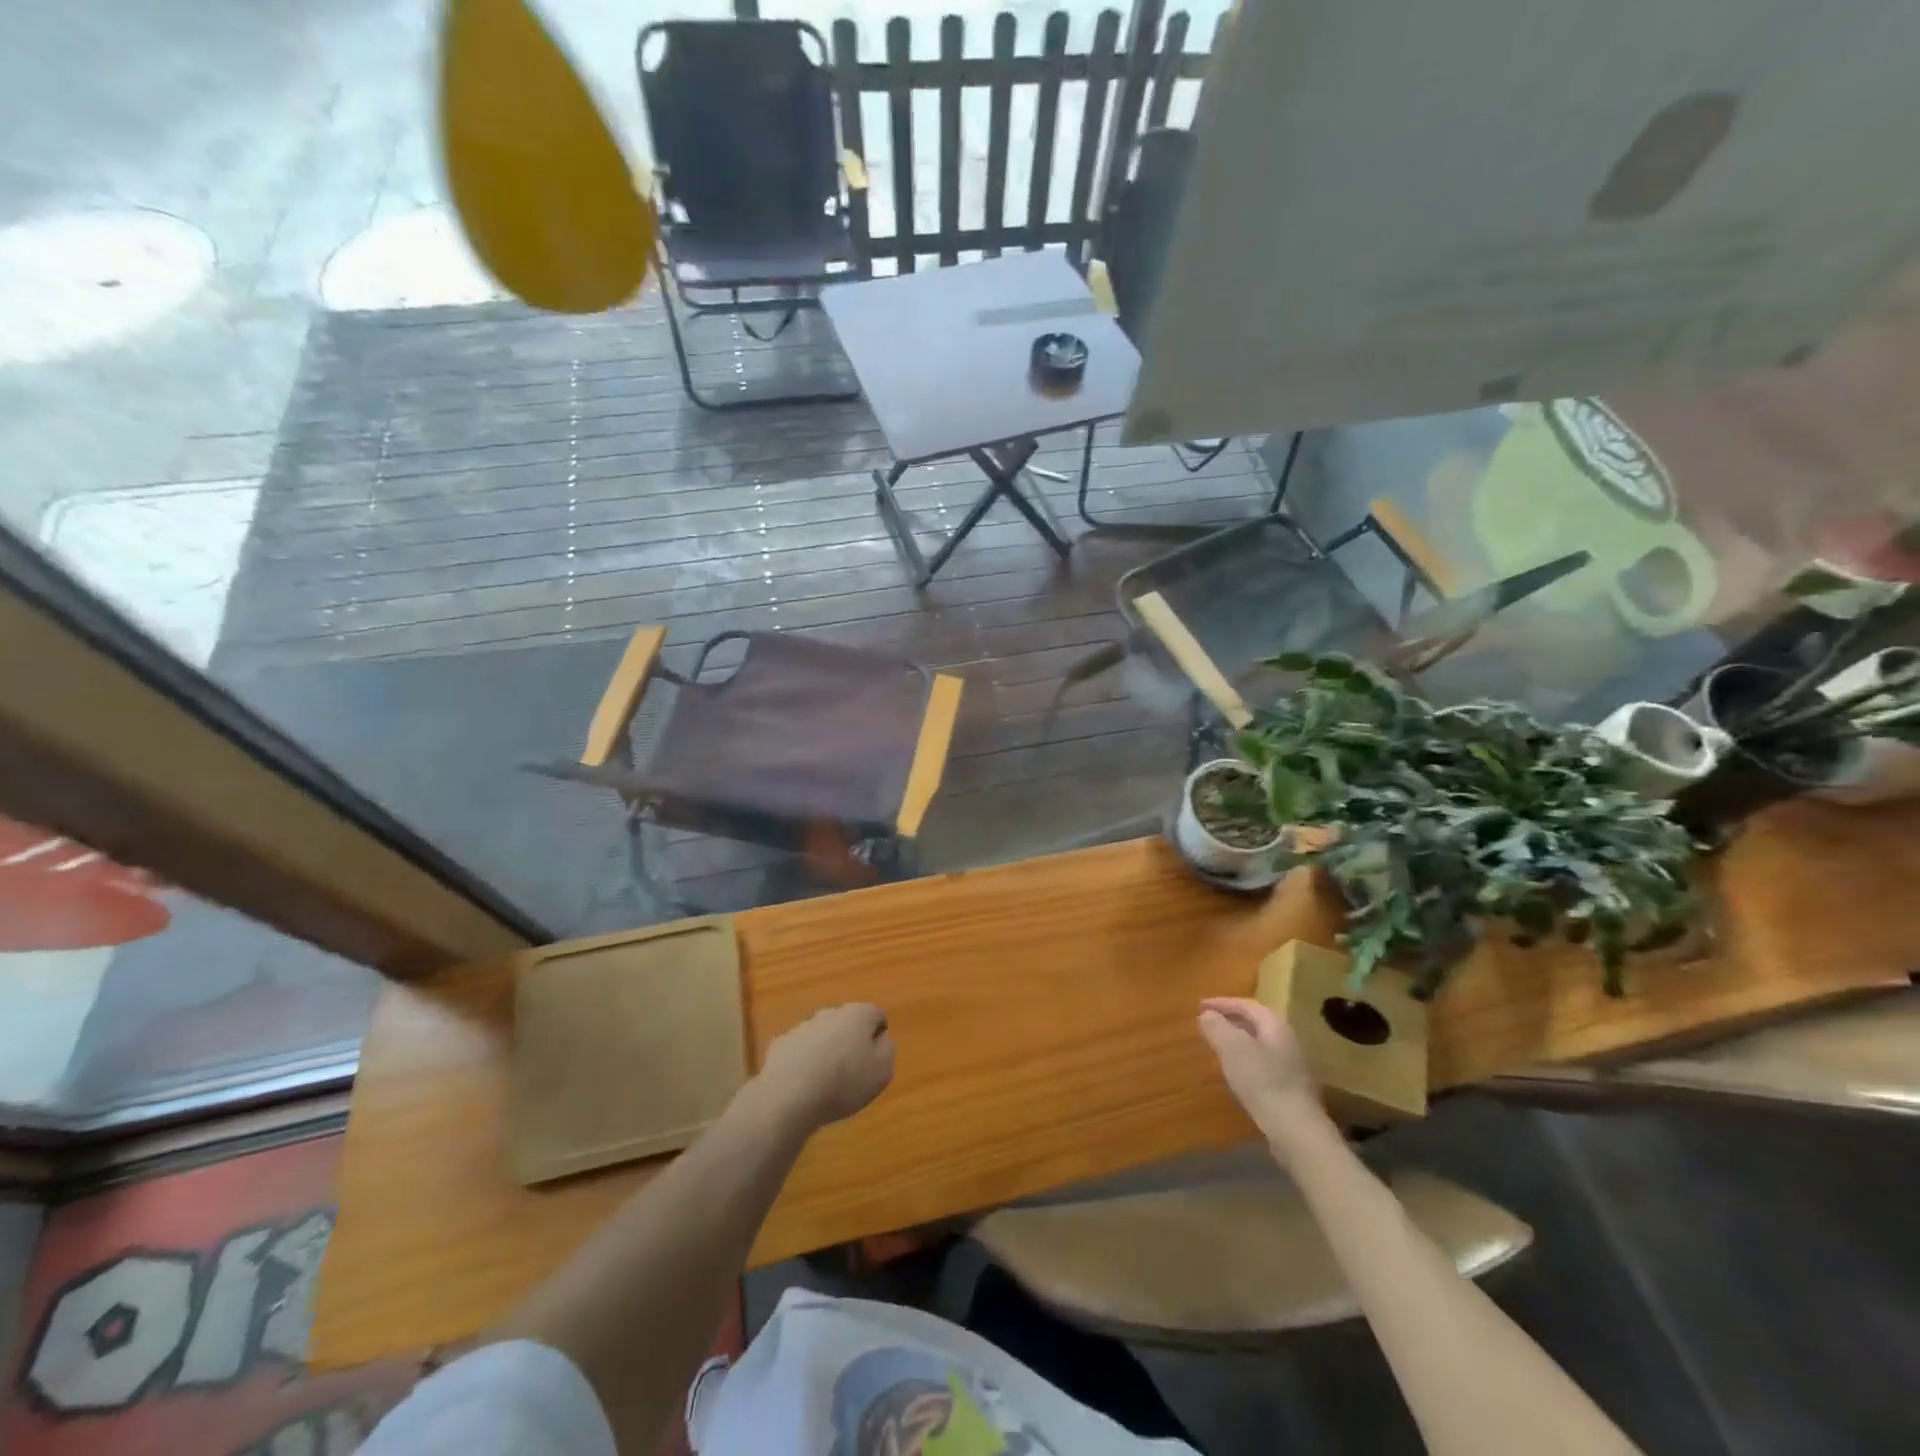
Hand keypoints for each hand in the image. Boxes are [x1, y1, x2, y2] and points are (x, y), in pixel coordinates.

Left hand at [756, 1003, 894, 1130]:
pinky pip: (799, 1050)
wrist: (789, 1096)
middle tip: (853, 1071)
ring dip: (827, 1050)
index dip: (879, 1036)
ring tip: (826, 1082)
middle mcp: (830, 1012)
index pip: (876, 1015)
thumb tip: (881, 1039)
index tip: (875, 1060)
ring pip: (822, 1035)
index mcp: (858, 1014)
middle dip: (851, 1041)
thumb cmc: (844, 1083)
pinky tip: (803, 1085)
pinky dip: (804, 1062)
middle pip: (847, 1022)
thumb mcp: (882, 1071)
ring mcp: (802, 1026)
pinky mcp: (780, 1044)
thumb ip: (887, 1050)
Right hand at [1198, 997, 1319, 1139]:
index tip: (1200, 1006)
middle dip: (1231, 1020)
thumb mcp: (1232, 1048)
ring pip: (1260, 1045)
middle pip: (1256, 1023)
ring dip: (1237, 1041)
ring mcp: (1292, 1066)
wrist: (1296, 1130)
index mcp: (1275, 1026)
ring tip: (1217, 1046)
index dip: (1222, 1002)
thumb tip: (1207, 1015)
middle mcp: (1287, 1041)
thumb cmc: (1262, 1081)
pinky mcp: (1290, 1089)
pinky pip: (1263, 1064)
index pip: (1247, 1005)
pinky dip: (1245, 1061)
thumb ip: (1217, 1027)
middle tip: (1208, 1023)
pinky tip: (1235, 1073)